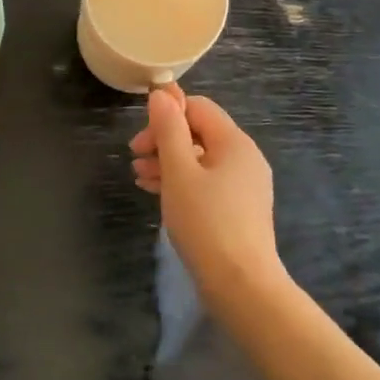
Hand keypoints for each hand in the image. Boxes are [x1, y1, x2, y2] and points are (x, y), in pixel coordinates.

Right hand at [130, 88, 282, 314]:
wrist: (241, 286)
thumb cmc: (206, 222)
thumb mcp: (179, 172)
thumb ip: (169, 130)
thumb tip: (162, 93)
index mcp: (235, 142)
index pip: (198, 108)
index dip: (166, 115)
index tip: (140, 139)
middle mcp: (245, 158)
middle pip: (199, 132)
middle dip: (164, 140)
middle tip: (134, 157)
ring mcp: (244, 185)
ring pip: (200, 159)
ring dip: (168, 162)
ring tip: (139, 176)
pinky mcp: (239, 209)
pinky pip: (207, 182)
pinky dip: (181, 182)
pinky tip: (157, 192)